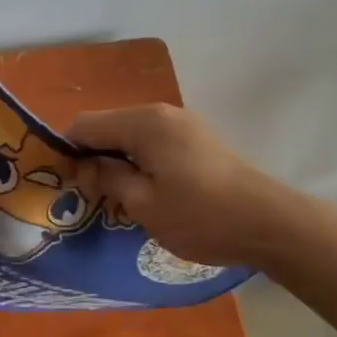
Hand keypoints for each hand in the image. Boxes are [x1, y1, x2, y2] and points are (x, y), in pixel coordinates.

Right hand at [68, 104, 291, 269]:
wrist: (269, 223)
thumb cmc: (199, 215)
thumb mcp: (143, 204)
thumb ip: (108, 178)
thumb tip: (86, 166)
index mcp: (142, 122)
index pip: (85, 125)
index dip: (67, 152)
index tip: (69, 185)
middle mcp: (161, 113)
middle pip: (108, 127)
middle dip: (93, 158)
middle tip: (94, 198)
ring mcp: (183, 124)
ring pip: (131, 136)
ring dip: (118, 162)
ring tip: (120, 199)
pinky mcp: (198, 140)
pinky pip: (154, 144)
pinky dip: (141, 162)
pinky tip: (149, 192)